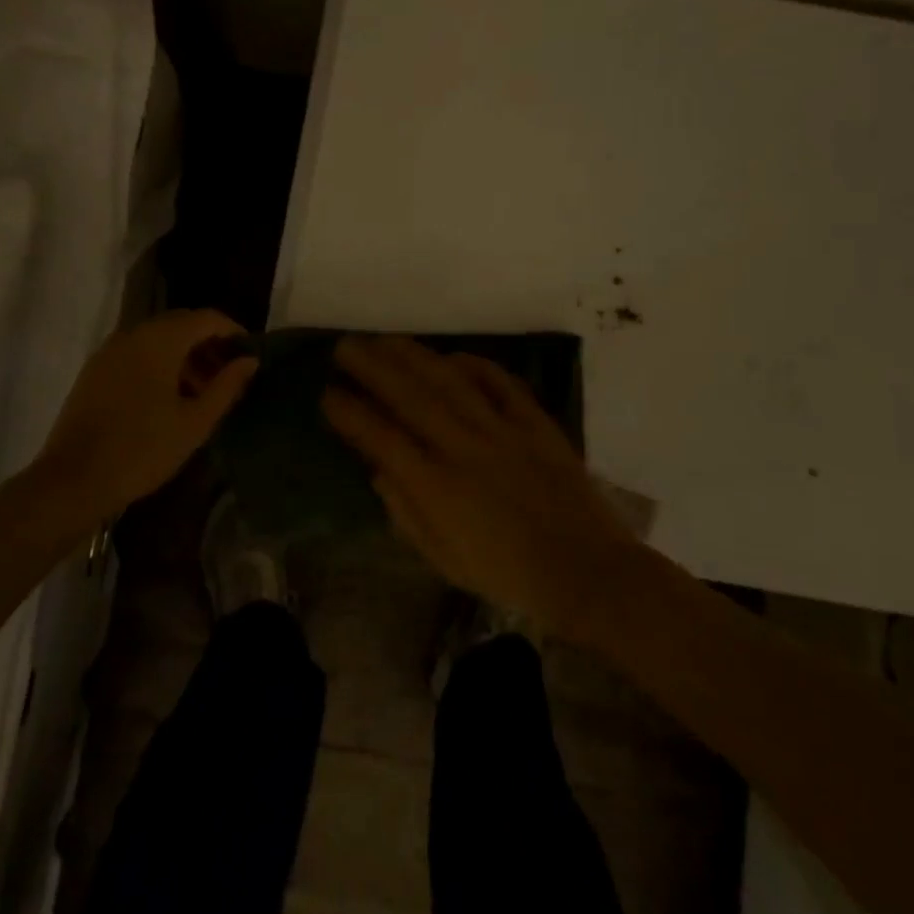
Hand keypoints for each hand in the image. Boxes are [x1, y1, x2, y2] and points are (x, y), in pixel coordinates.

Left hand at [36, 310, 258, 526]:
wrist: (72, 480)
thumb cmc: (142, 450)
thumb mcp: (195, 422)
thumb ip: (226, 386)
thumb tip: (249, 361)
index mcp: (160, 340)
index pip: (206, 318)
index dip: (232, 331)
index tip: (250, 354)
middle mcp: (134, 334)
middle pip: (181, 324)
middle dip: (208, 344)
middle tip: (228, 375)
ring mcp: (110, 350)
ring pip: (158, 339)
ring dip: (184, 356)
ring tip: (202, 392)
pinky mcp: (96, 370)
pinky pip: (137, 353)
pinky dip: (159, 364)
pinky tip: (169, 398)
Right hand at [322, 335, 638, 631]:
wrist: (586, 571)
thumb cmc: (507, 574)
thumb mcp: (443, 559)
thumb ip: (405, 512)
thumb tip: (379, 470)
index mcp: (437, 486)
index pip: (380, 437)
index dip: (349, 412)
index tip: (327, 393)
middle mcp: (463, 447)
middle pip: (409, 395)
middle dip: (372, 366)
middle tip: (346, 346)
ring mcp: (501, 430)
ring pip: (449, 380)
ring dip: (413, 355)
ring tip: (385, 339)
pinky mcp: (534, 423)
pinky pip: (500, 382)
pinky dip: (474, 365)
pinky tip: (452, 356)